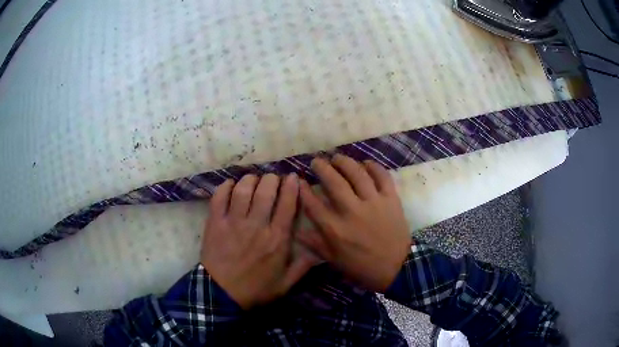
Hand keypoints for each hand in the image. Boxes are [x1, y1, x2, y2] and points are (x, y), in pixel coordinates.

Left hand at [201, 173, 316, 309]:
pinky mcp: (215, 223)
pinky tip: (230, 185)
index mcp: (276, 239)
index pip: (287, 205)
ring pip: (243, 190)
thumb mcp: (285, 284)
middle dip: (272, 179)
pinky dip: (225, 187)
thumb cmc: (255, 289)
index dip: (291, 187)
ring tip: (254, 180)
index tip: (293, 177)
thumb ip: (303, 266)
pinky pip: (219, 198)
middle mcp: (256, 226)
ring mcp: (233, 223)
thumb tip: (321, 251)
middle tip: (273, 178)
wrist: (221, 295)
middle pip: (265, 191)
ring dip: (250, 180)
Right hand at [297, 155, 410, 291]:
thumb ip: (316, 244)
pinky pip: (382, 177)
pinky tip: (366, 163)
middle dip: (322, 168)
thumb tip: (297, 232)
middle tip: (317, 161)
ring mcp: (373, 203)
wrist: (396, 268)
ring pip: (357, 174)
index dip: (303, 190)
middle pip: (333, 182)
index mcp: (335, 229)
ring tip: (337, 158)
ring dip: (345, 162)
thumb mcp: (335, 260)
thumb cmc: (363, 266)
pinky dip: (374, 167)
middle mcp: (352, 211)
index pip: (313, 204)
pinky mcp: (391, 199)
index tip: (299, 180)